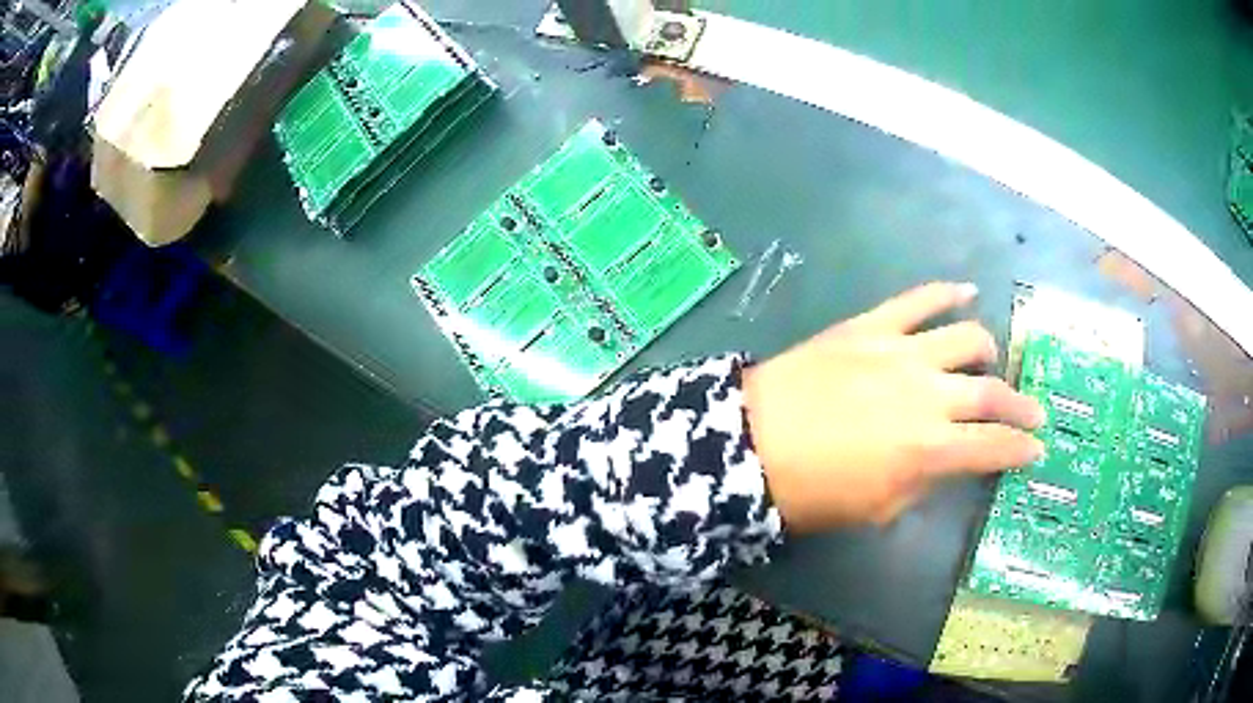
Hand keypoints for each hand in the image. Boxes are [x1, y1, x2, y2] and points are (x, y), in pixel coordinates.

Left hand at [742, 282, 1045, 532]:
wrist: (749, 442)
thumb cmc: (810, 491)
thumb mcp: (875, 508)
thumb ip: (921, 481)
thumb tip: (943, 460)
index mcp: (930, 450)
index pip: (994, 447)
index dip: (1020, 449)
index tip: (1035, 449)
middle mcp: (928, 395)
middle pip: (990, 393)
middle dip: (1020, 406)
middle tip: (1033, 411)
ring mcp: (902, 352)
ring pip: (966, 338)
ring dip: (987, 351)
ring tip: (991, 360)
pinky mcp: (872, 325)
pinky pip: (918, 299)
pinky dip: (947, 292)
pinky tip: (967, 291)